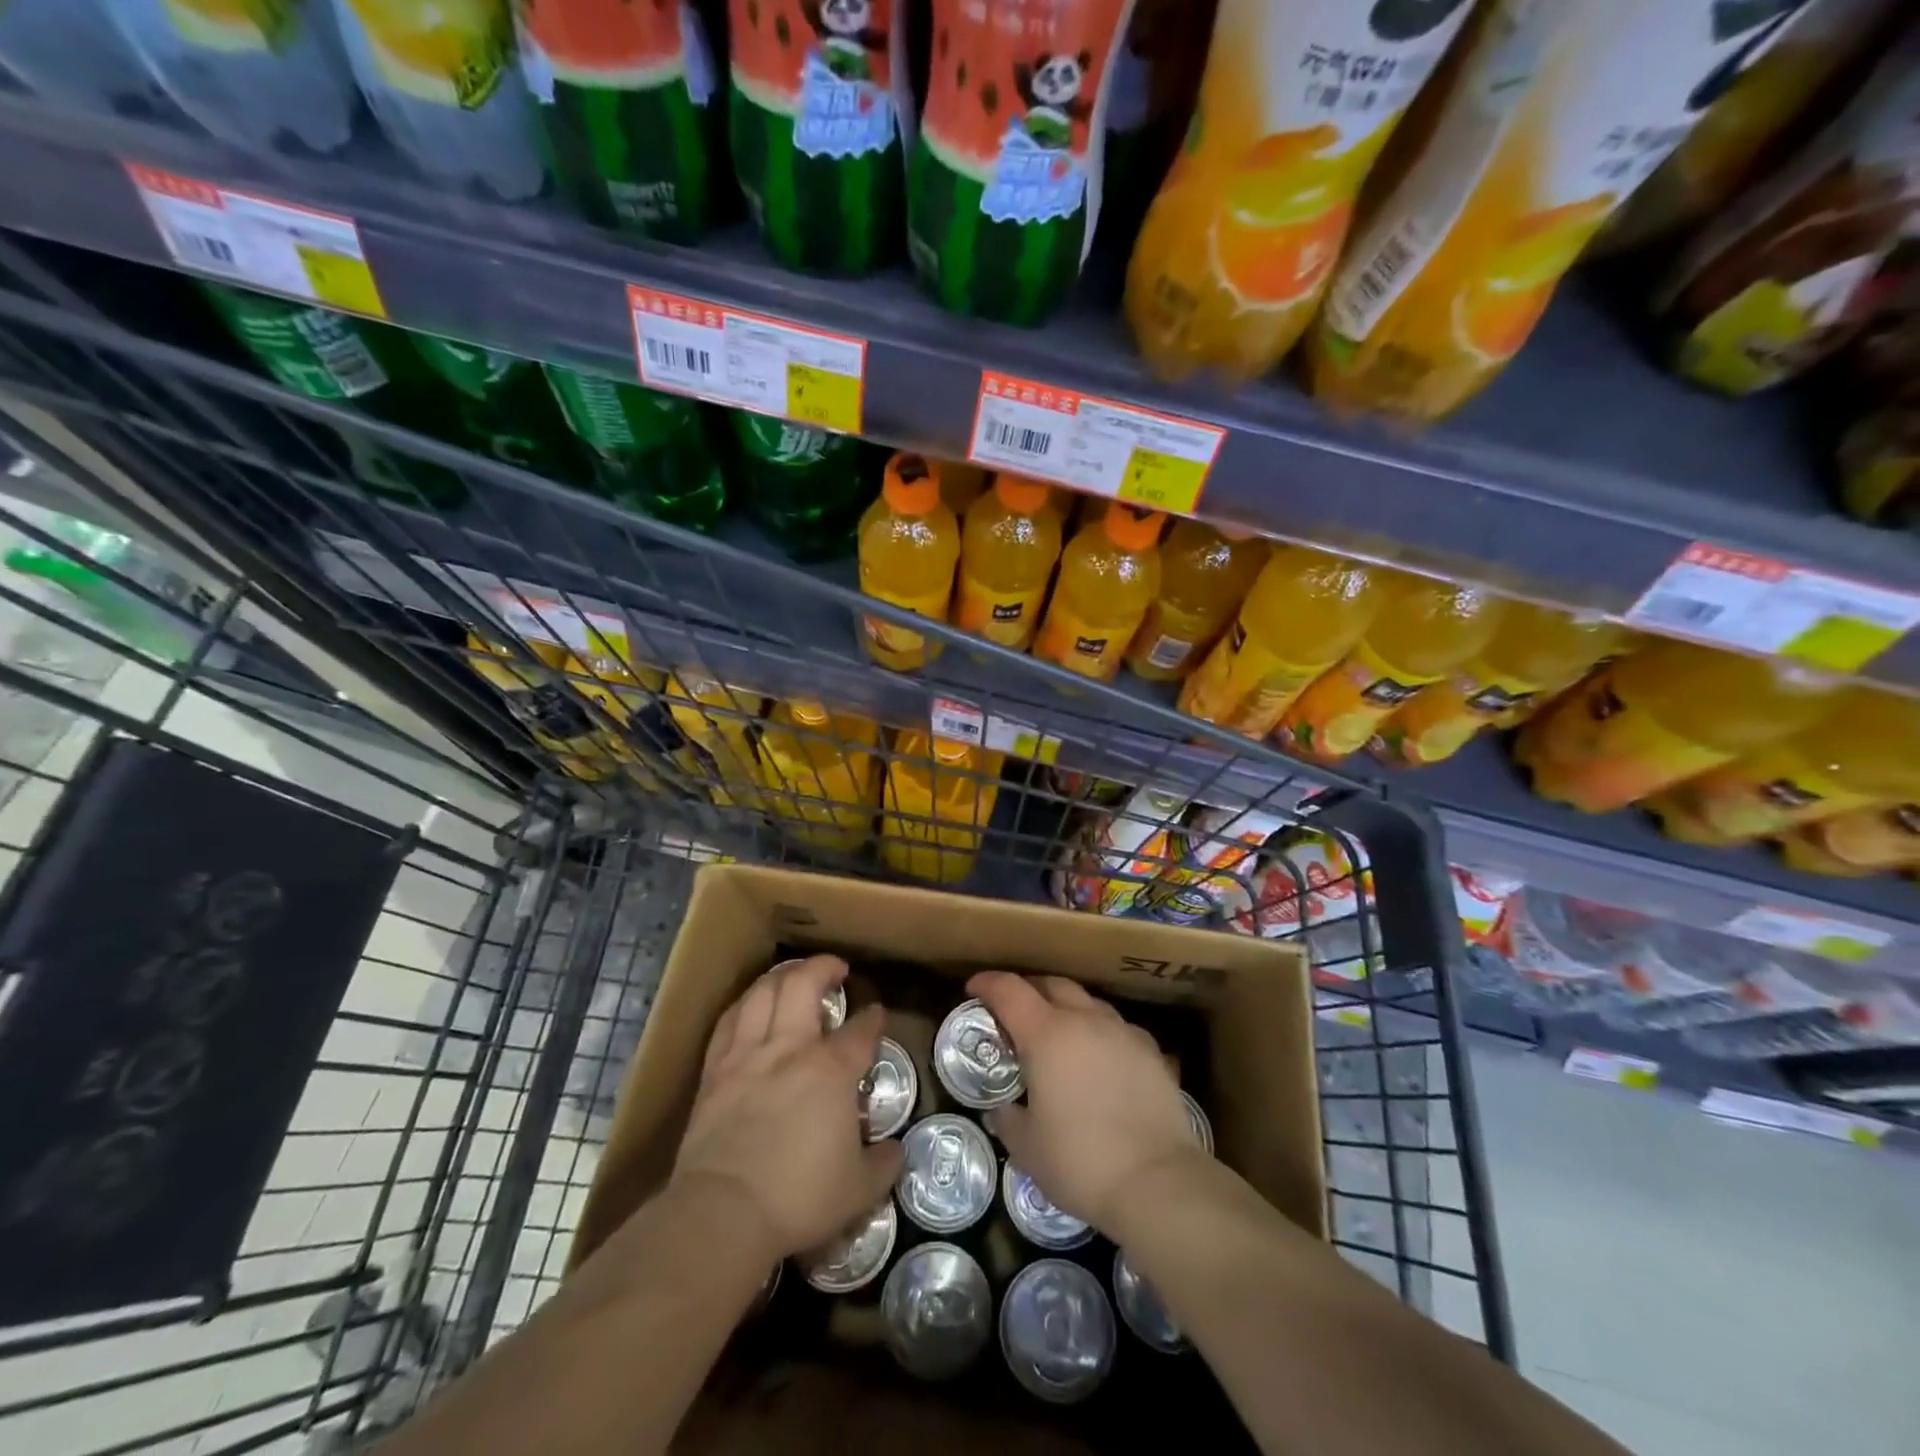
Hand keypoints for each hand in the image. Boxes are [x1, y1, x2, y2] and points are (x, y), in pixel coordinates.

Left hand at [671, 955, 903, 1262]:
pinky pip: (728, 1022)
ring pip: (762, 993)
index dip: (874, 1017)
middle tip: (836, 969)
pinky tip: (750, 1005)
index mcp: (831, 1070)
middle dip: (824, 968)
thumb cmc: (799, 1198)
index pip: (861, 1030)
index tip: (878, 1013)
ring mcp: (748, 1055)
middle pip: (804, 985)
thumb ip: (883, 1164)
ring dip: (781, 976)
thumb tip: (894, 1150)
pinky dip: (744, 1005)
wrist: (724, 1212)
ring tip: (793, 974)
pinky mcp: (715, 1072)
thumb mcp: (860, 1189)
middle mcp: (791, 1048)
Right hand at [968, 971, 1202, 1234]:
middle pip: (1051, 984)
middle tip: (1013, 1010)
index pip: (1009, 990)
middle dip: (1028, 989)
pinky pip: (1116, 1026)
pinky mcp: (1151, 1050)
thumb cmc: (1081, 1161)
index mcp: (1047, 1034)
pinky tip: (1098, 1056)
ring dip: (1066, 1007)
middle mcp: (1085, 1020)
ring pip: (1087, 1001)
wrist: (1158, 1181)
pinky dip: (1098, 1030)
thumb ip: (1008, 1119)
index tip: (973, 988)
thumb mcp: (1027, 1147)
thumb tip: (1004, 1109)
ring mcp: (1122, 1031)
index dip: (987, 983)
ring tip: (1057, 1032)